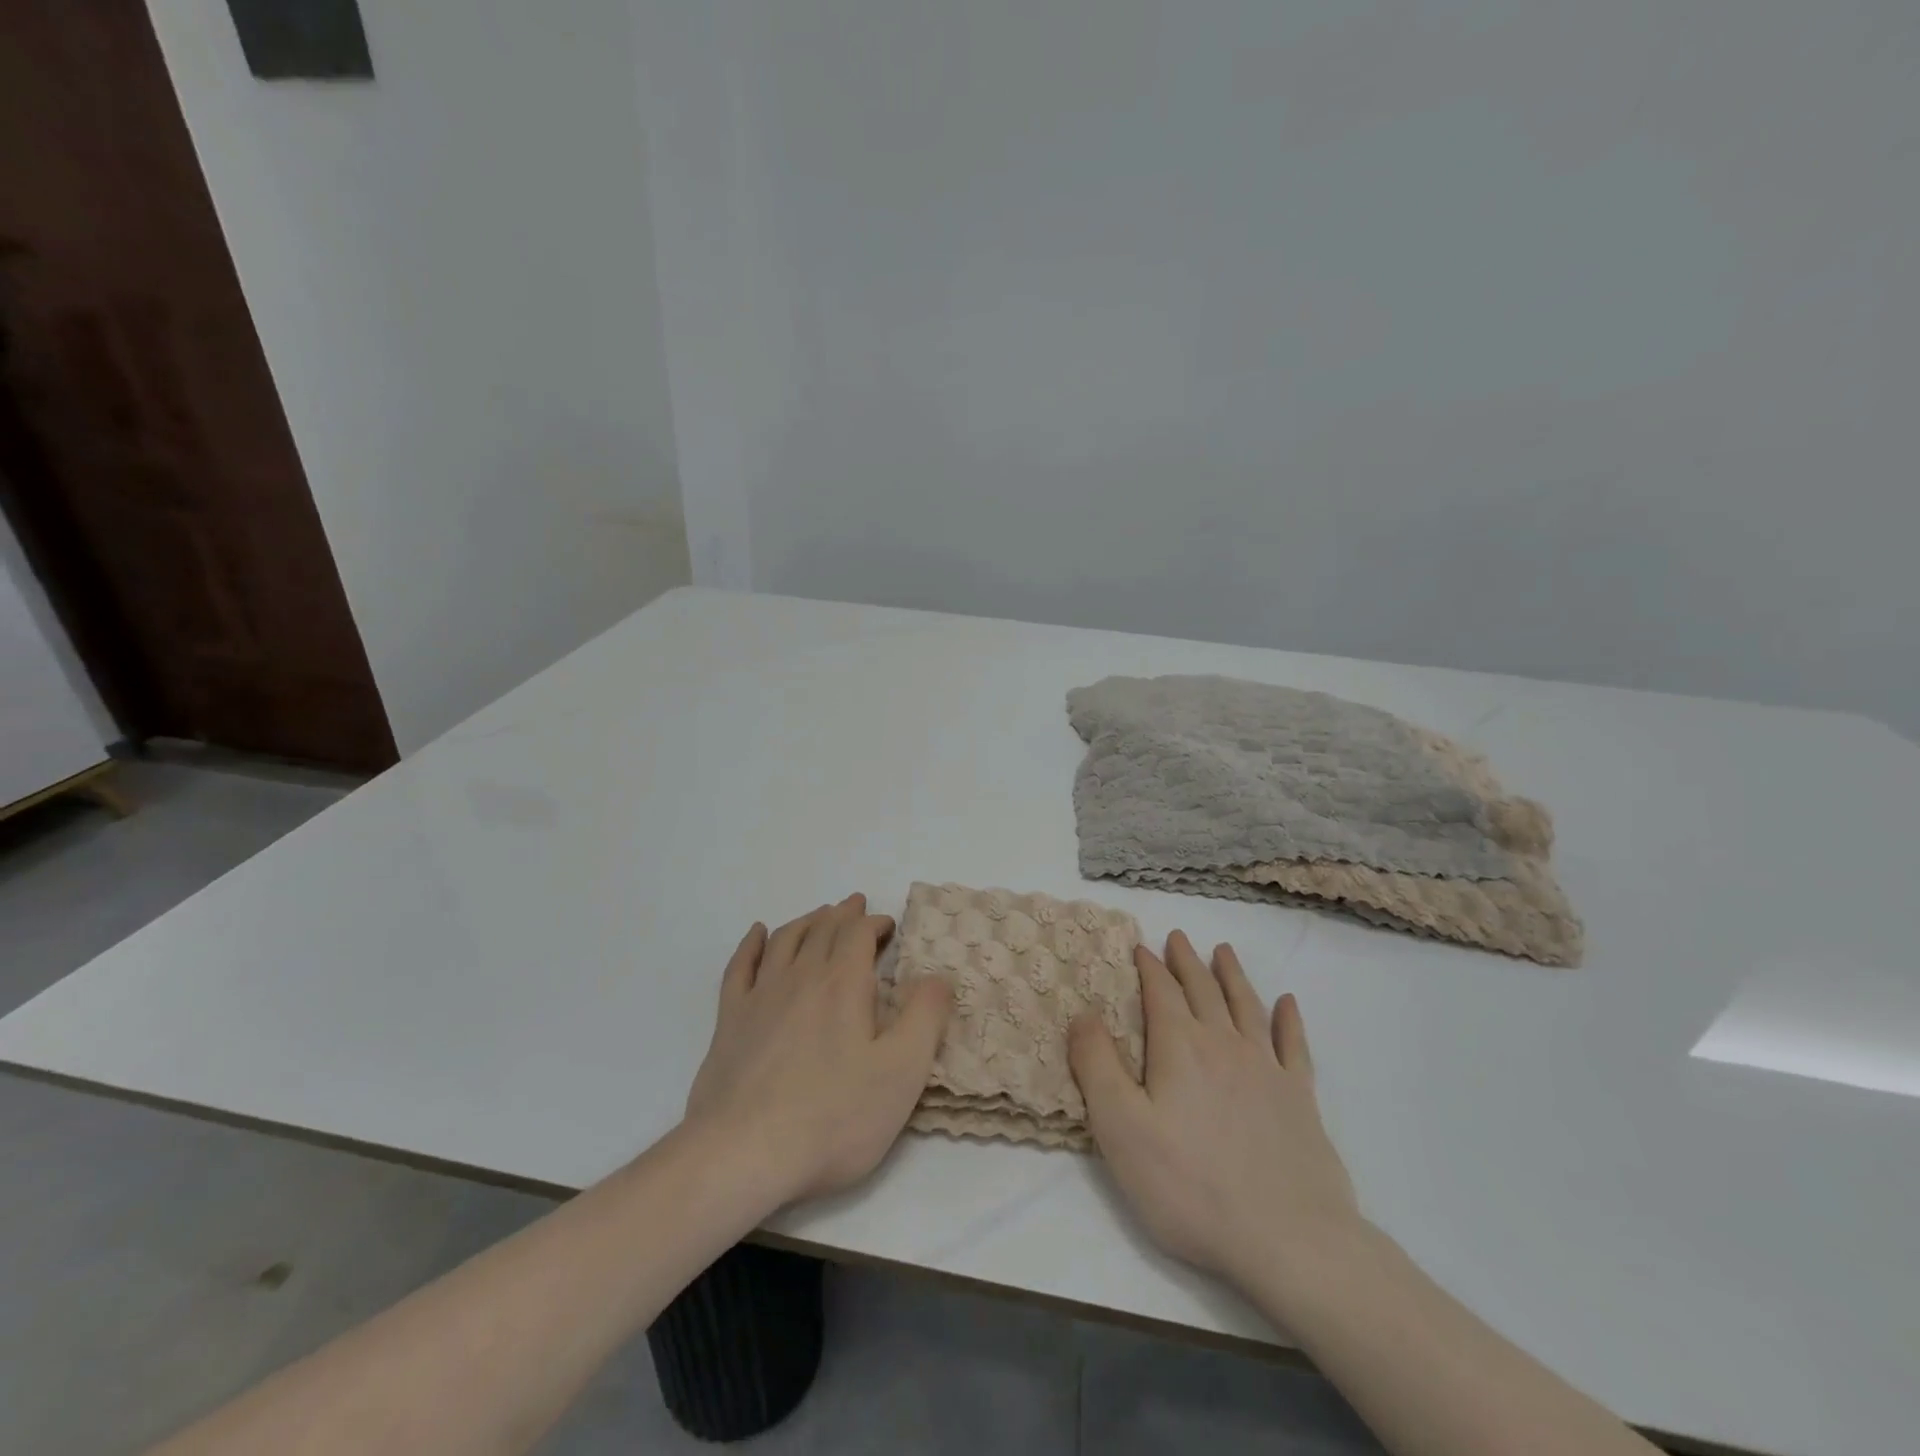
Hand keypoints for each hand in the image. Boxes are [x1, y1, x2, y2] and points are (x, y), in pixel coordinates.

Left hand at [683, 894, 951, 1207]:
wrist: (743, 1153)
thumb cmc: (833, 1116)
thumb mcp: (902, 1072)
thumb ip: (925, 1018)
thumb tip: (938, 977)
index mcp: (843, 985)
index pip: (859, 933)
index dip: (875, 923)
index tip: (889, 926)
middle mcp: (801, 977)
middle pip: (823, 929)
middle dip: (843, 914)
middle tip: (856, 905)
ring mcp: (760, 997)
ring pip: (785, 940)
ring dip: (806, 921)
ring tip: (819, 916)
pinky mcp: (729, 1021)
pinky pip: (740, 967)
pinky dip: (752, 944)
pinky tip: (758, 935)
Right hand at [1069, 931, 1360, 1293]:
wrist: (1289, 1241)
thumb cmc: (1190, 1185)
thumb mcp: (1121, 1128)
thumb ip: (1097, 1065)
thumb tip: (1082, 1014)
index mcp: (1180, 1047)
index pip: (1161, 992)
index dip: (1150, 967)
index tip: (1141, 946)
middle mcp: (1224, 1045)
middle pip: (1203, 990)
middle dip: (1187, 961)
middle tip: (1178, 937)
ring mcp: (1268, 1069)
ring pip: (1246, 1006)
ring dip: (1232, 975)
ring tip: (1223, 951)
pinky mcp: (1300, 1100)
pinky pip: (1294, 1045)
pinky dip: (1289, 1020)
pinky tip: (1289, 1004)